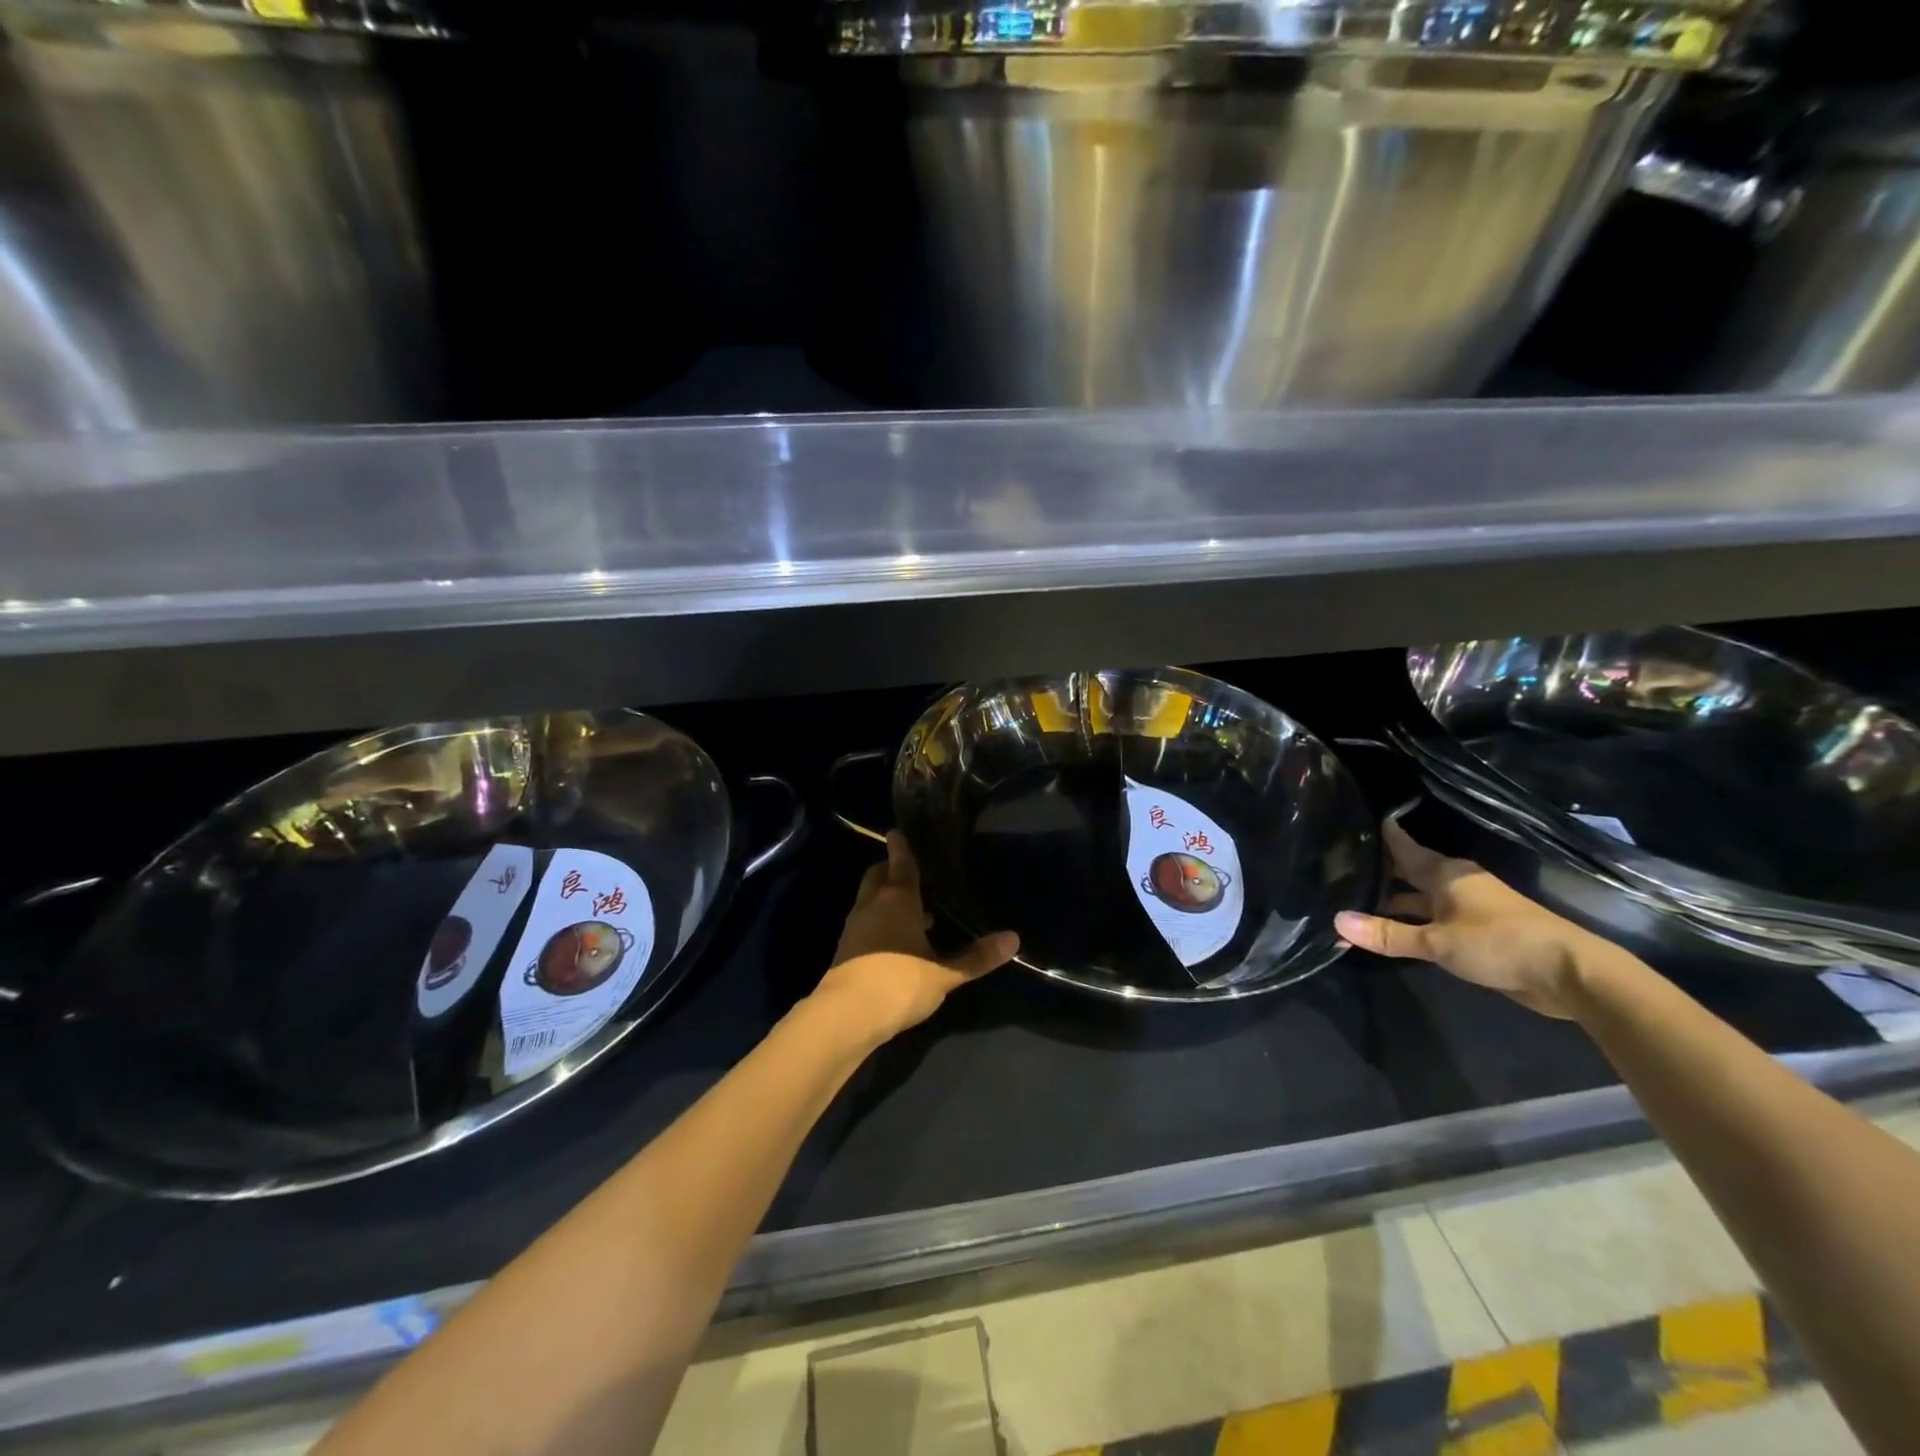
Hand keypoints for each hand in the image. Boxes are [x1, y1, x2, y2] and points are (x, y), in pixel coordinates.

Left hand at [816, 833, 1019, 1041]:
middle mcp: (872, 904)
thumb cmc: (900, 982)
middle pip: (879, 875)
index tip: (899, 831)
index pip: (899, 861)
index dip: (901, 845)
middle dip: (892, 870)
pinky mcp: (845, 949)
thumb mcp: (944, 973)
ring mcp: (855, 926)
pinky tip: (898, 942)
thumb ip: (977, 957)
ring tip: (917, 912)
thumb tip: (1014, 938)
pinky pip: (865, 921)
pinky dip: (880, 920)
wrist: (846, 1016)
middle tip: (915, 874)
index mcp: (897, 898)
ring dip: (887, 898)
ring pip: (870, 899)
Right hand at [1334, 817, 1602, 1018]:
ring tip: (1354, 902)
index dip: (1379, 835)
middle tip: (1338, 868)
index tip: (1350, 823)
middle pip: (1408, 871)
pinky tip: (1390, 929)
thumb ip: (1387, 934)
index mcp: (1445, 873)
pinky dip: (1411, 921)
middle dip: (1378, 872)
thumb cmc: (1498, 943)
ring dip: (1393, 902)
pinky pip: (1432, 918)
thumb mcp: (1436, 942)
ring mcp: (1468, 906)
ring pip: (1419, 897)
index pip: (1403, 846)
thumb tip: (1336, 921)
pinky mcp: (1477, 931)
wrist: (1568, 973)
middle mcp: (1455, 883)